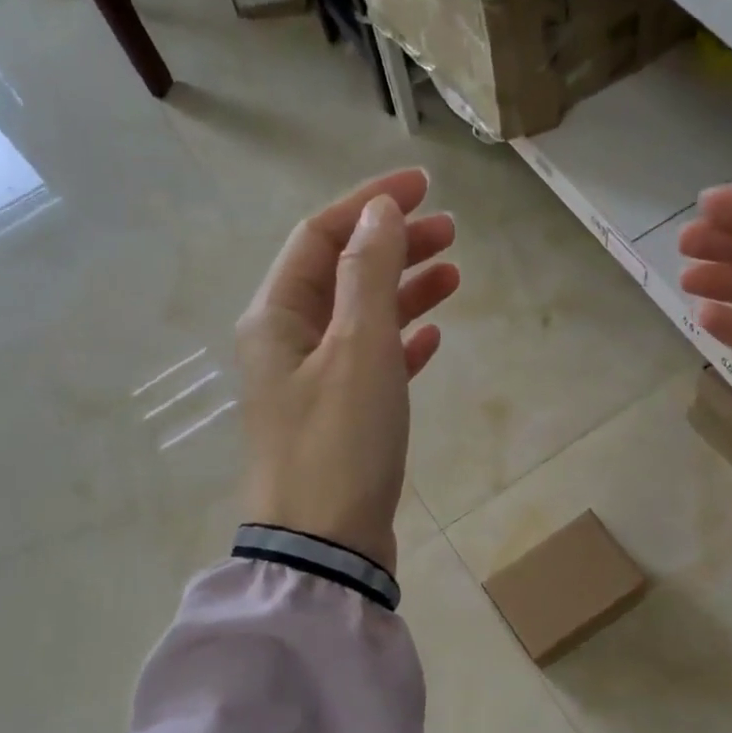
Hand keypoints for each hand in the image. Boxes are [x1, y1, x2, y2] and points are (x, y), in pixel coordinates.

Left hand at [236, 169, 459, 572]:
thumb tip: (379, 211)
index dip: (370, 203)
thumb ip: (369, 273)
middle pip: (342, 273)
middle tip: (452, 232)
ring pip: (360, 318)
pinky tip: (432, 338)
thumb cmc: (339, 442)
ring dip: (403, 292)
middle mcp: (286, 342)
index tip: (425, 186)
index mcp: (276, 316)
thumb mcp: (358, 347)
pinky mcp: (338, 419)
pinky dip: (400, 344)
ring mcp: (311, 383)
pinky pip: (370, 364)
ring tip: (454, 275)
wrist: (325, 546)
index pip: (321, 235)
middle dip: (394, 246)